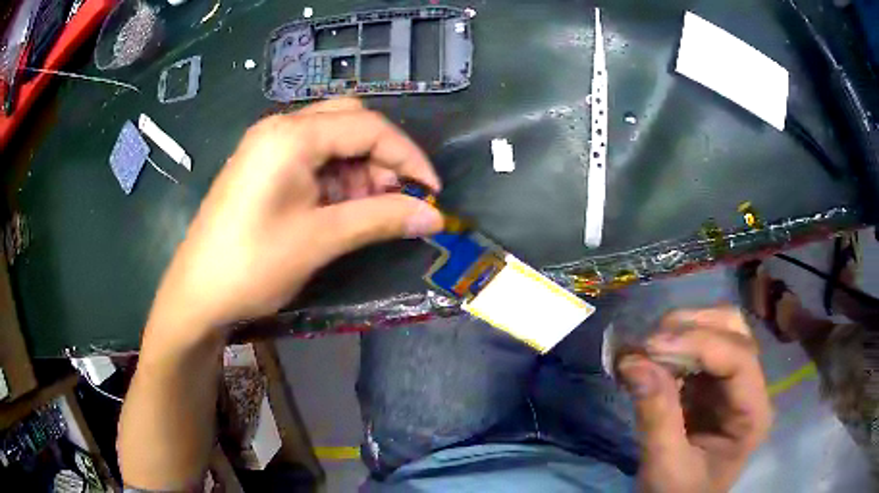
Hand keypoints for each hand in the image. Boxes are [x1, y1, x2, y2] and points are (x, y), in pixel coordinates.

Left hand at [146, 98, 443, 341]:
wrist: (197, 294)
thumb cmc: (253, 265)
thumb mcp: (321, 240)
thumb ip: (381, 218)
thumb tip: (435, 216)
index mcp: (291, 136)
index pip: (368, 127)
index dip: (408, 157)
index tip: (432, 192)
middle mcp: (280, 128)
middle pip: (350, 122)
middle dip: (381, 157)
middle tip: (393, 199)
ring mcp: (268, 145)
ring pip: (332, 139)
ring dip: (359, 169)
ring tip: (365, 211)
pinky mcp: (263, 165)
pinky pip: (311, 157)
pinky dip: (335, 177)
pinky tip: (338, 208)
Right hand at [617, 307, 772, 492]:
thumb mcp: (666, 466)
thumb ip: (656, 417)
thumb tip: (633, 362)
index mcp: (753, 413)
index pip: (739, 359)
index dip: (699, 344)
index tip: (650, 347)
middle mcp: (750, 387)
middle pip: (734, 331)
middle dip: (692, 327)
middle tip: (648, 342)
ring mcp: (732, 381)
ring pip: (719, 329)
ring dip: (683, 329)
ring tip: (646, 347)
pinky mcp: (711, 382)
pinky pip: (697, 347)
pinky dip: (673, 344)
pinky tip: (650, 357)